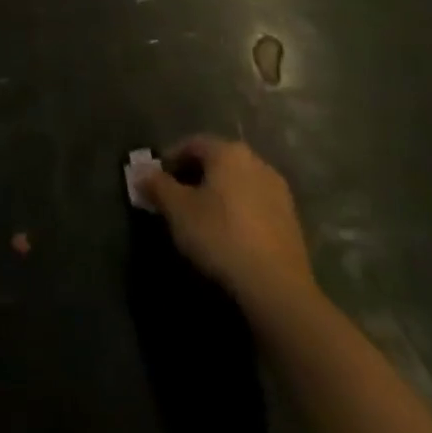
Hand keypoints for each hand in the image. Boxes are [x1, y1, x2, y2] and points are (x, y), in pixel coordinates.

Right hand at [138, 136, 316, 323]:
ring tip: (199, 219)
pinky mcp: (291, 220)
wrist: (277, 288)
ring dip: (216, 194)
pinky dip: (236, 211)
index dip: (169, 160)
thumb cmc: (220, 236)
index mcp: (228, 152)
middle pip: (216, 162)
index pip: (191, 144)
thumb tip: (141, 173)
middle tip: (174, 200)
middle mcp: (256, 162)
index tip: (156, 182)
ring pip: (236, 183)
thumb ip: (156, 186)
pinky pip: (254, 204)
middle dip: (192, 177)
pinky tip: (227, 235)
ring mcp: (278, 191)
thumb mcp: (177, 210)